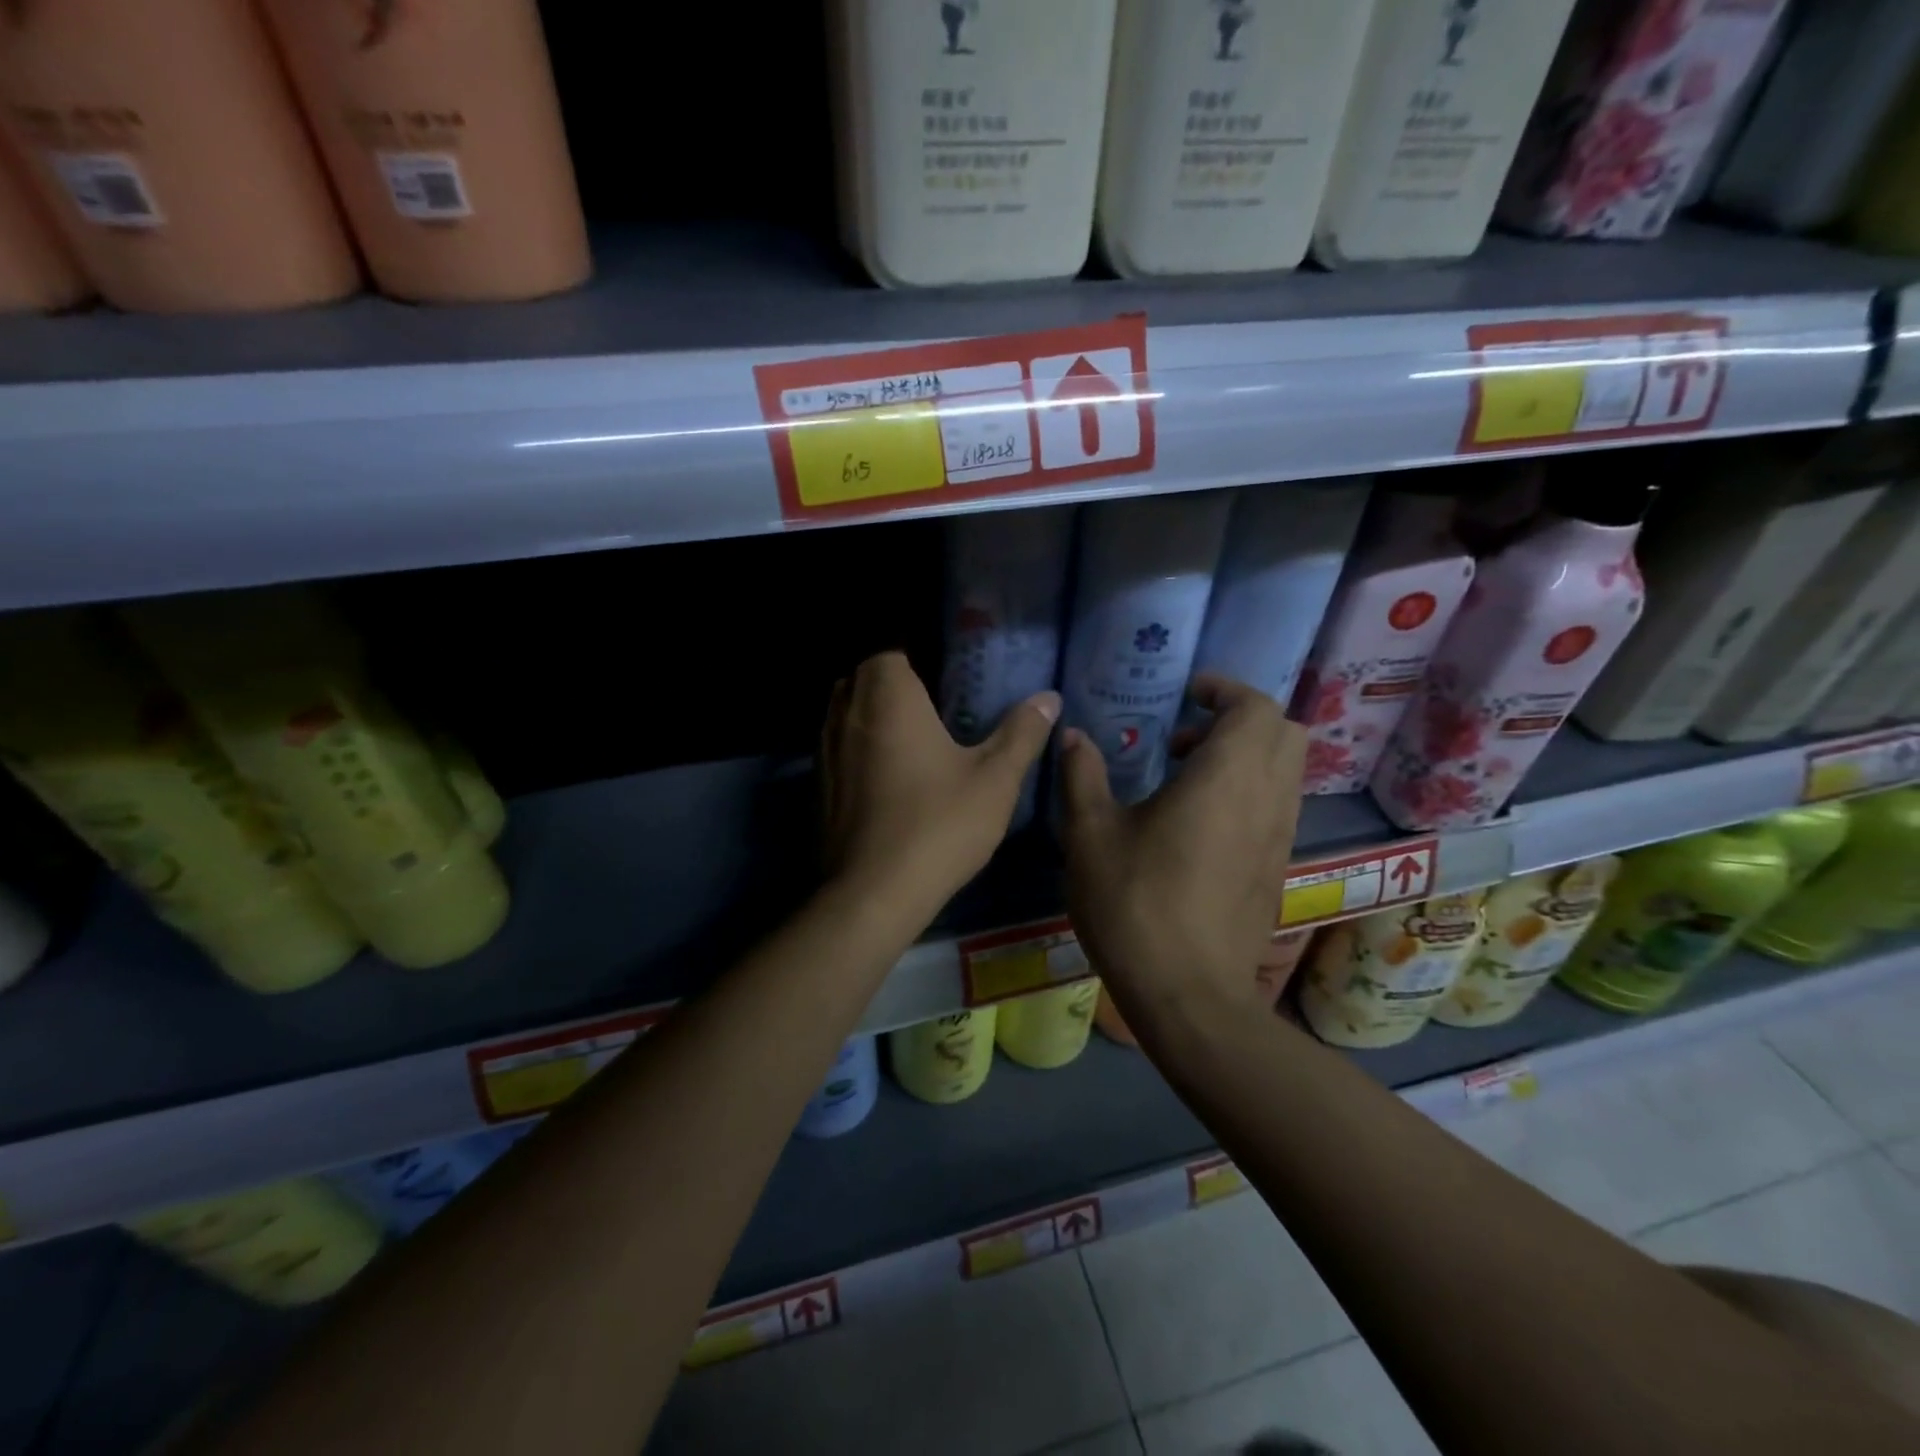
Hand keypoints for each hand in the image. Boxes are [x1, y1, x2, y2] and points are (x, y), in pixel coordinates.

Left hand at [820, 651, 1058, 931]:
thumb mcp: (995, 779)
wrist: (873, 893)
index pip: (890, 651)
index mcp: (887, 696)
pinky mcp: (818, 784)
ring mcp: (825, 749)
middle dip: (894, 684)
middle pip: (863, 677)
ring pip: (846, 711)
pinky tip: (889, 777)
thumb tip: (1048, 697)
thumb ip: (1021, 733)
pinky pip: (838, 747)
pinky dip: (859, 748)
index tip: (947, 679)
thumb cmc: (938, 825)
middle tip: (935, 706)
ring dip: (873, 715)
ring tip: (914, 738)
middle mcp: (846, 711)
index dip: (917, 659)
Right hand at [1058, 674, 1303, 1021]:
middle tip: (1185, 737)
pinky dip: (1250, 791)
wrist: (1188, 994)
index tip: (1186, 695)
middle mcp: (1267, 798)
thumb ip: (1082, 776)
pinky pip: (1277, 806)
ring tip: (1187, 778)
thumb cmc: (1134, 904)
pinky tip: (1199, 824)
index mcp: (1226, 778)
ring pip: (1285, 770)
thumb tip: (1073, 736)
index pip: (1255, 706)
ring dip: (1246, 756)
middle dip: (1239, 719)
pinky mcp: (1277, 869)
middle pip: (1283, 731)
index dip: (1224, 689)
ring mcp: (1280, 837)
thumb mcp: (1090, 835)